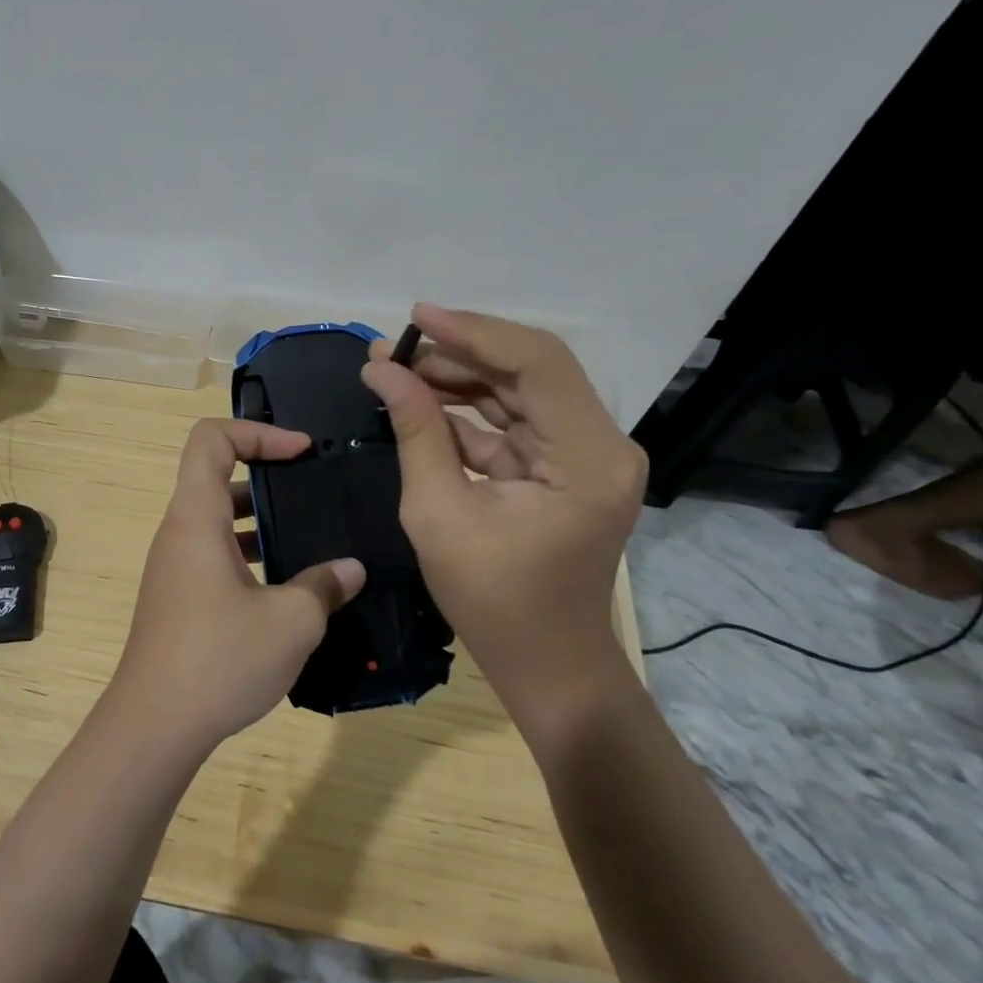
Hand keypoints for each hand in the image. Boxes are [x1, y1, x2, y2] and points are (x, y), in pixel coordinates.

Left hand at [108, 419, 366, 752]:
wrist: (154, 725)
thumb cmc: (219, 660)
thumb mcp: (290, 622)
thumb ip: (324, 586)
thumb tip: (350, 569)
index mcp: (195, 518)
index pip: (210, 439)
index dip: (257, 431)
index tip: (301, 451)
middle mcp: (179, 533)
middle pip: (215, 475)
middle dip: (266, 475)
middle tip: (312, 491)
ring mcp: (174, 566)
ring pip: (216, 519)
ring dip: (259, 520)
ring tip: (308, 538)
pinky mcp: (178, 597)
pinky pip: (213, 554)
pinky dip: (247, 554)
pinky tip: (286, 588)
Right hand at [362, 304, 645, 723]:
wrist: (548, 664)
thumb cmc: (494, 603)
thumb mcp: (439, 515)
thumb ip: (416, 433)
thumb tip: (382, 371)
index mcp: (587, 459)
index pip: (537, 364)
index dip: (474, 332)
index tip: (414, 318)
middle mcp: (600, 445)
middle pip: (530, 370)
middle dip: (457, 353)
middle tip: (390, 351)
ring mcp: (584, 455)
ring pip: (518, 390)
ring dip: (459, 377)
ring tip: (395, 370)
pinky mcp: (563, 467)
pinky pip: (513, 421)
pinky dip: (467, 411)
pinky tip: (420, 403)